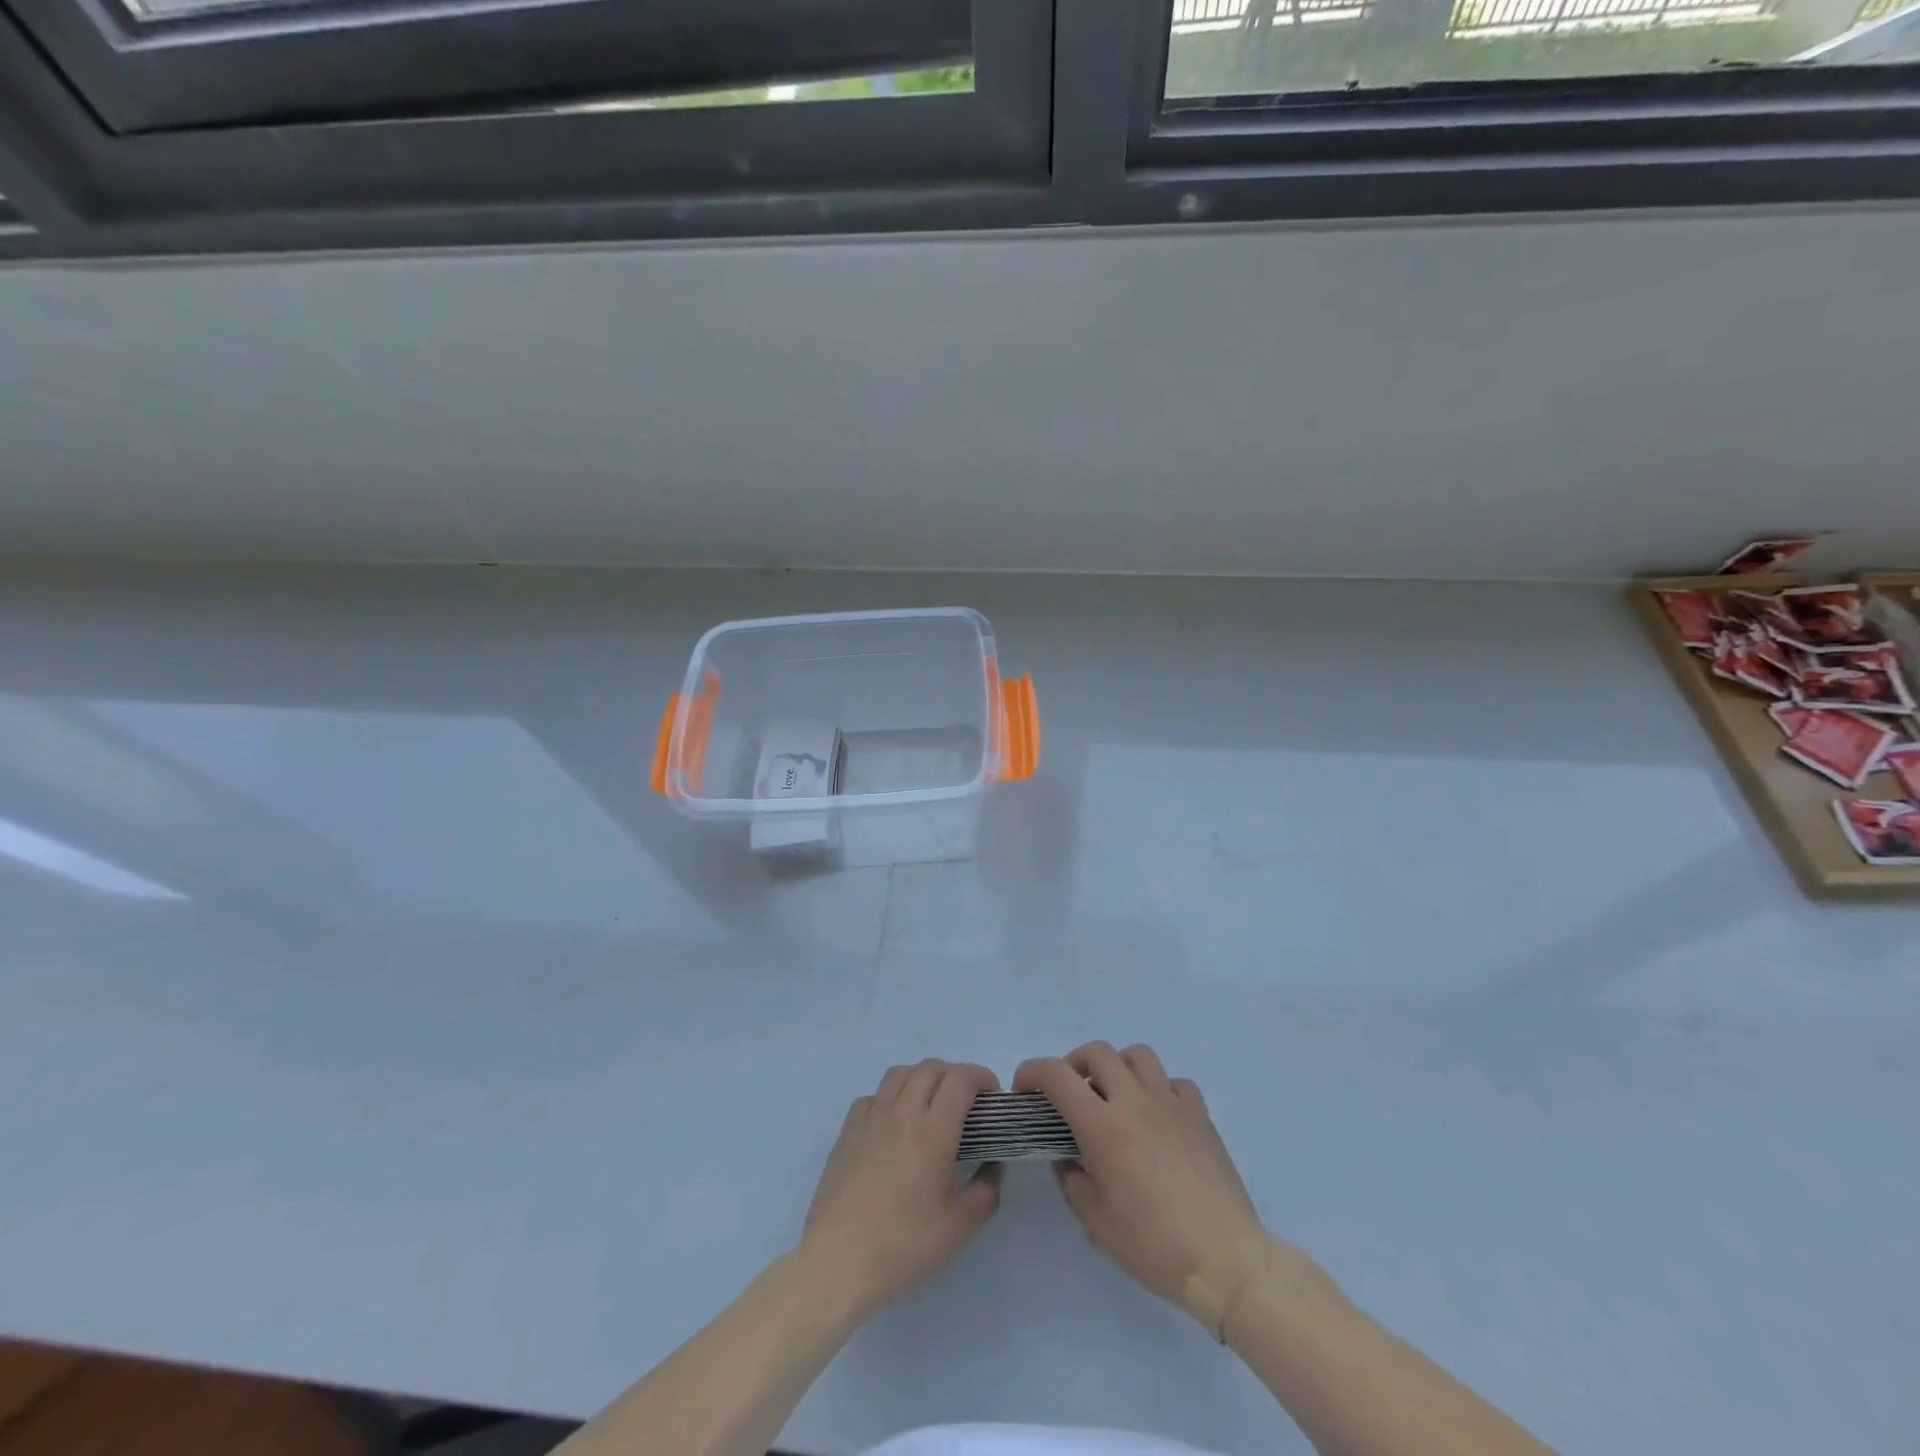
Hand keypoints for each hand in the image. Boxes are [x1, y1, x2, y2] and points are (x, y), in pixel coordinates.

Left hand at [800, 1060, 1002, 1319]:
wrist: (838, 1262)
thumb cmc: (904, 1246)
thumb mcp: (960, 1228)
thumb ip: (987, 1190)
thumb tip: (993, 1165)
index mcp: (933, 1131)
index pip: (961, 1078)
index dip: (982, 1078)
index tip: (991, 1100)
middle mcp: (902, 1112)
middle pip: (932, 1067)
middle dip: (955, 1076)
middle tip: (965, 1107)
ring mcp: (870, 1118)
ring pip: (900, 1073)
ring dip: (922, 1080)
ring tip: (929, 1109)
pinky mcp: (847, 1131)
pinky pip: (873, 1096)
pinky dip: (890, 1099)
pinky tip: (893, 1127)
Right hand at [1016, 1042, 1276, 1328]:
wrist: (1224, 1260)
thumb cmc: (1154, 1246)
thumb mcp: (1096, 1223)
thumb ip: (1072, 1181)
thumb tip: (1068, 1158)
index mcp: (1103, 1126)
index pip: (1057, 1075)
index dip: (1032, 1072)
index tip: (1024, 1088)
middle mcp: (1134, 1101)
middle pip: (1097, 1052)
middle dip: (1074, 1065)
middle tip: (1070, 1095)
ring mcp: (1171, 1103)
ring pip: (1138, 1055)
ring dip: (1118, 1067)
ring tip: (1115, 1097)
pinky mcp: (1200, 1115)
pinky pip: (1174, 1082)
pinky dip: (1159, 1089)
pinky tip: (1157, 1117)